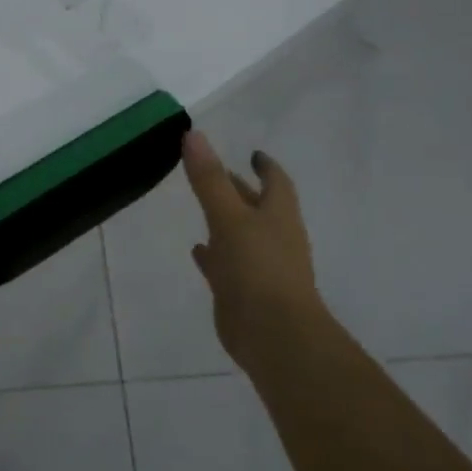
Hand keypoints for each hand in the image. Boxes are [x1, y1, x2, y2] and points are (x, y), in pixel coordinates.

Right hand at [180, 131, 324, 366]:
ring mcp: (261, 267)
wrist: (274, 336)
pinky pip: (228, 265)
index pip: (276, 182)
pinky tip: (197, 249)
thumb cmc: (257, 268)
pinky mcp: (245, 292)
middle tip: (218, 173)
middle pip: (258, 207)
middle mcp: (274, 238)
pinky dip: (215, 254)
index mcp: (278, 216)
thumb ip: (209, 178)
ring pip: (242, 235)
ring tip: (203, 207)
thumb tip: (193, 134)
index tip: (253, 154)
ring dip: (227, 221)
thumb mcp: (228, 217)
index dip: (265, 167)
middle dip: (241, 190)